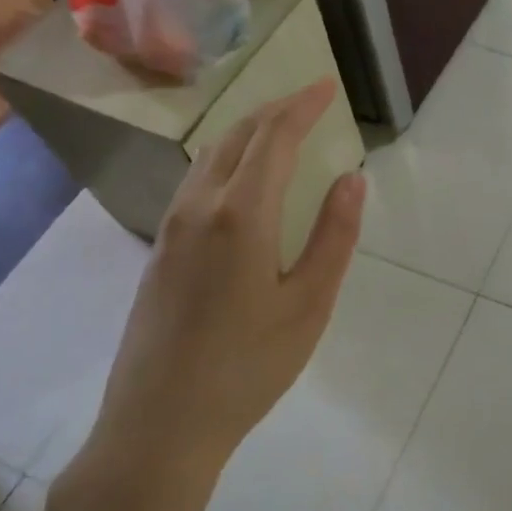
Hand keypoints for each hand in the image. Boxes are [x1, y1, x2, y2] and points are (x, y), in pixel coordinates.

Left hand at [45, 81, 364, 510]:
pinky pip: (195, 183)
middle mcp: (199, 208)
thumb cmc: (249, 366)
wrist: (159, 425)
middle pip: (237, 138)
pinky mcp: (160, 252)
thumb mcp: (309, 304)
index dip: (301, 106)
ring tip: (280, 130)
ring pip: (210, 157)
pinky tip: (242, 181)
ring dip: (247, 133)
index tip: (327, 86)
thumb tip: (351, 179)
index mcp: (241, 215)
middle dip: (274, 110)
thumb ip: (334, 236)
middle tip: (309, 101)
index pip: (273, 138)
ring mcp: (172, 229)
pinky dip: (226, 160)